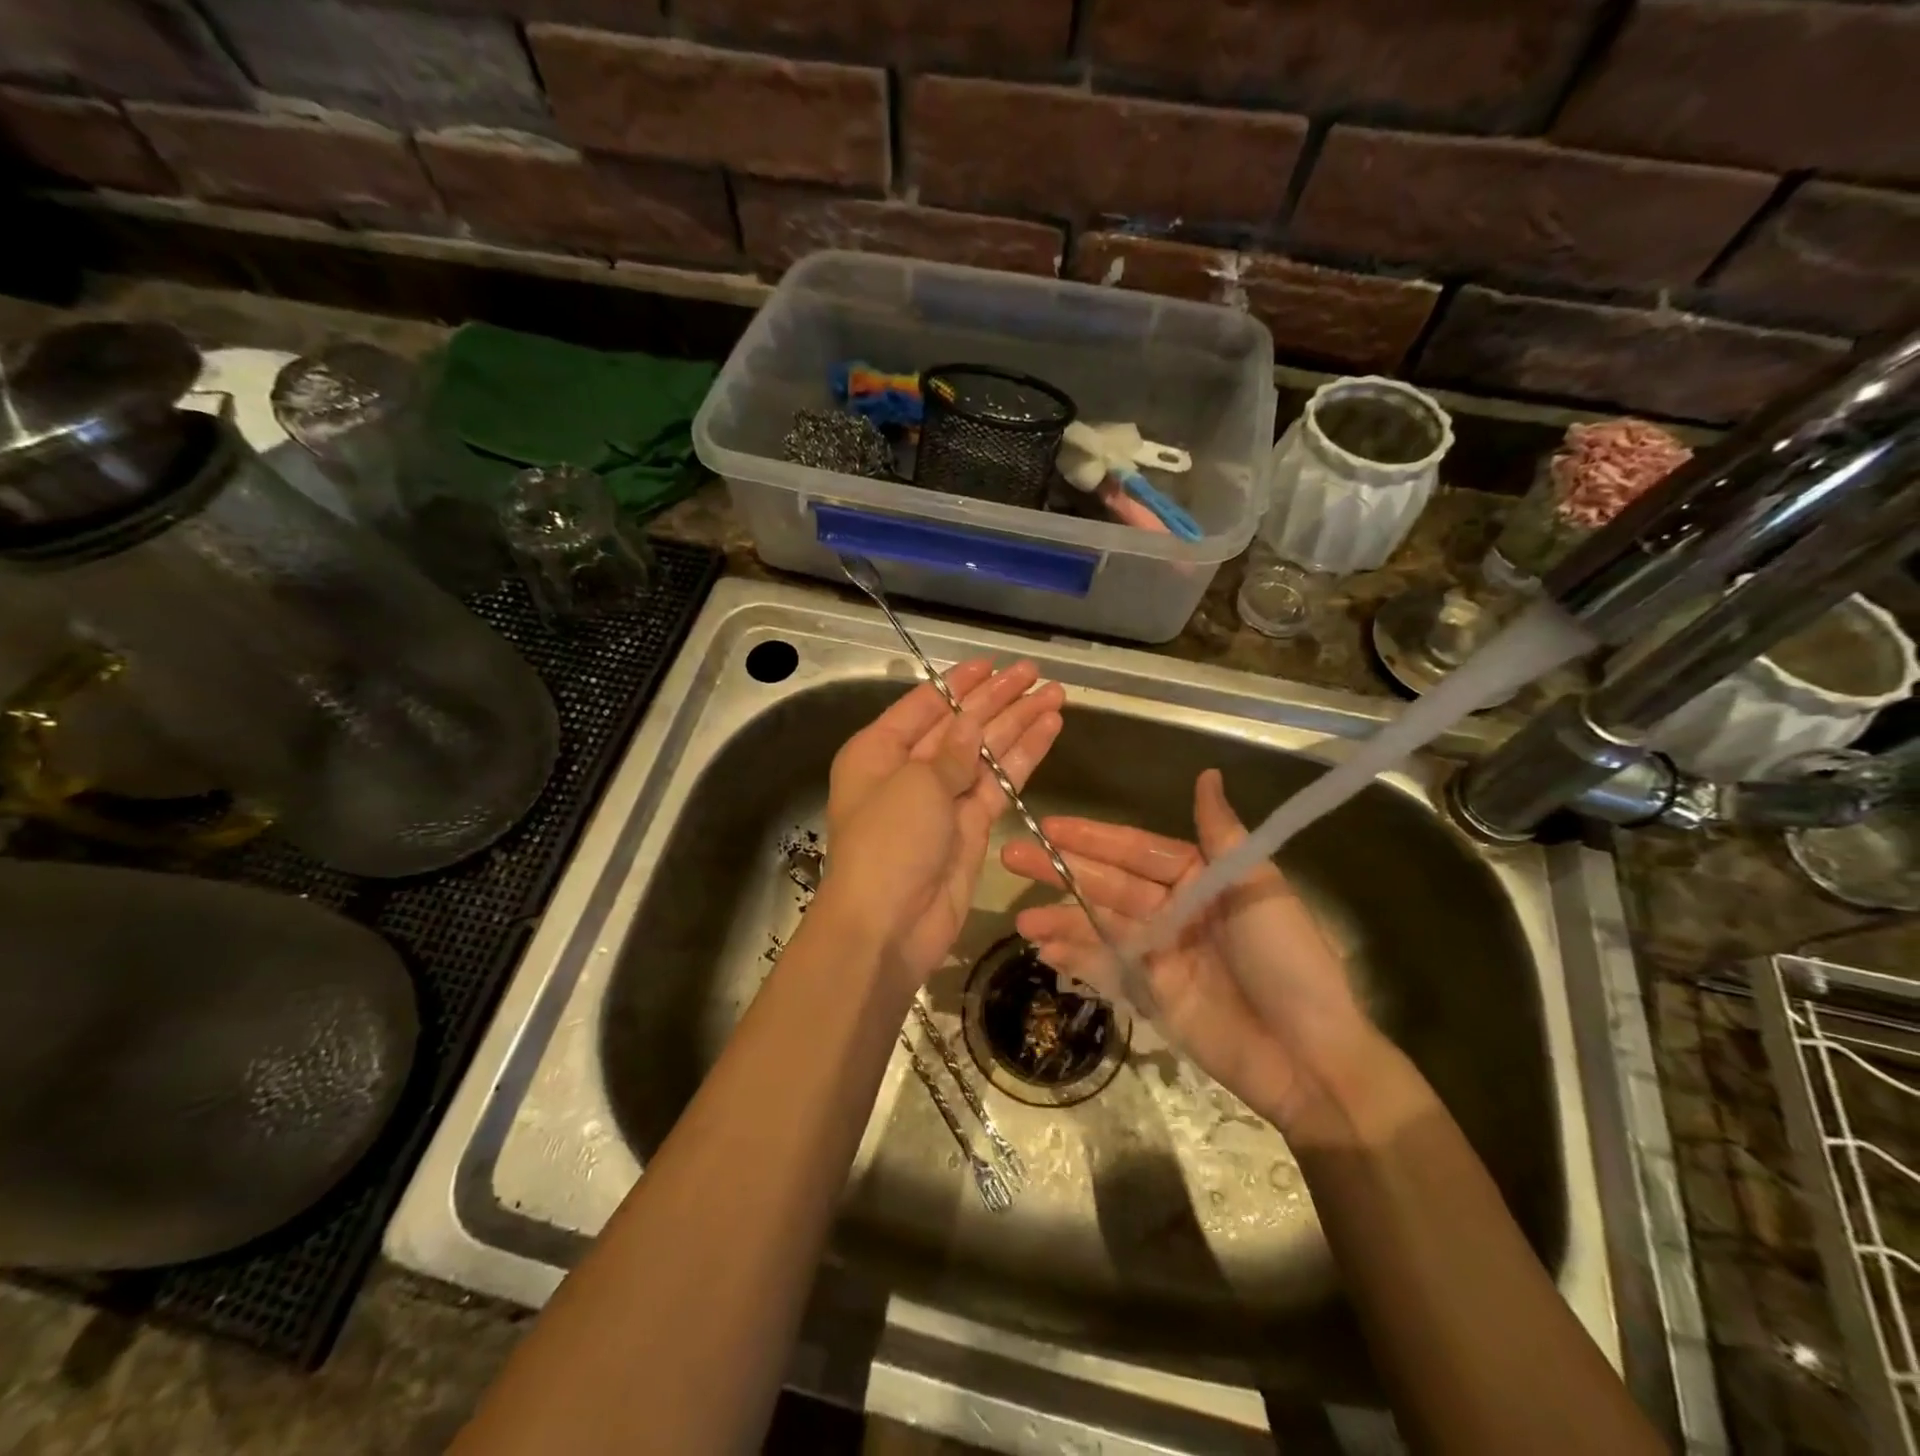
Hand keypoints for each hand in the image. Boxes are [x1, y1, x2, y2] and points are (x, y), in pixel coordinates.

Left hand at [818, 658, 1063, 989]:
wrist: (889, 925)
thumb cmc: (888, 842)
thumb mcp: (916, 784)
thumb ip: (951, 750)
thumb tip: (972, 722)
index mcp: (879, 751)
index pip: (925, 706)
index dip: (960, 684)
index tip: (993, 664)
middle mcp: (910, 770)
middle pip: (960, 725)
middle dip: (998, 699)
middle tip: (1035, 674)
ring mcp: (943, 799)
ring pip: (986, 752)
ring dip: (1019, 724)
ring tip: (1055, 695)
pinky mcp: (971, 826)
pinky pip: (999, 783)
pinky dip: (1024, 758)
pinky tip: (1049, 730)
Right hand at [1000, 769, 1377, 1138]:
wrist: (1311, 1060)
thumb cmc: (1288, 963)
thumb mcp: (1260, 890)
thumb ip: (1222, 835)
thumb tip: (1207, 774)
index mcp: (1201, 879)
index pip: (1137, 850)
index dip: (1094, 838)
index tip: (1050, 826)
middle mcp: (1174, 909)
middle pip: (1109, 885)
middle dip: (1061, 871)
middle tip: (1012, 857)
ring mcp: (1159, 953)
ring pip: (1099, 925)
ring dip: (1061, 919)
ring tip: (1023, 918)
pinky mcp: (1151, 994)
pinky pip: (1106, 968)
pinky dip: (1075, 958)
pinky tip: (1044, 949)